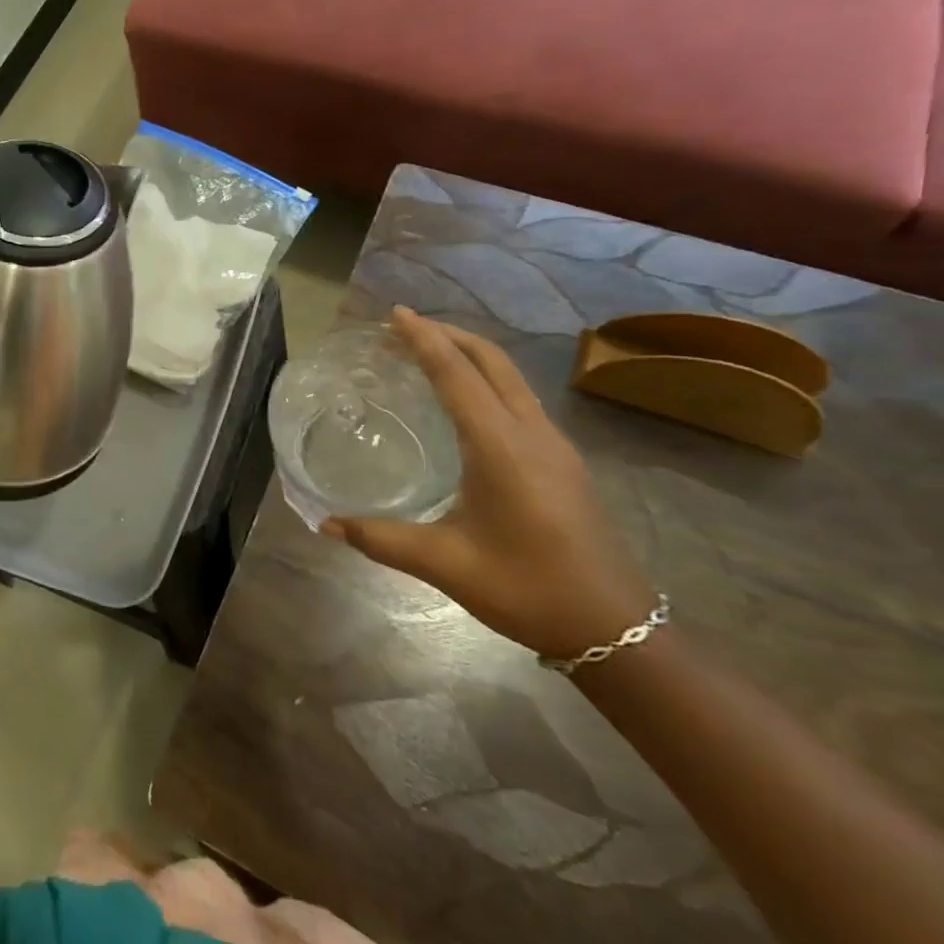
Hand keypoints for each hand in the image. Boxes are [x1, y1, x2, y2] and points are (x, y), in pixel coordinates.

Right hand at [325, 307, 656, 659]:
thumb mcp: (445, 564)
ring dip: (470, 355)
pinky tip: (465, 403)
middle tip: (404, 327)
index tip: (396, 313)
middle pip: (492, 362)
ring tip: (427, 354)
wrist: (617, 630)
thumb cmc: (528, 589)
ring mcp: (555, 446)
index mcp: (501, 448)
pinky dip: (486, 381)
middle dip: (449, 335)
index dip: (424, 340)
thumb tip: (325, 524)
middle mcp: (532, 434)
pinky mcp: (563, 461)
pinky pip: (519, 399)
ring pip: (511, 377)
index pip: (457, 375)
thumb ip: (381, 539)